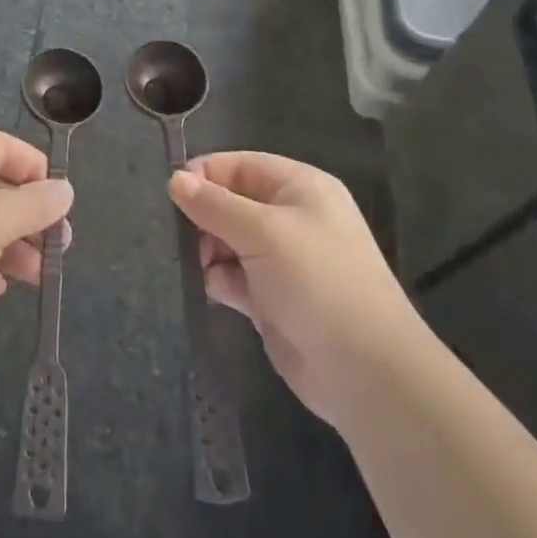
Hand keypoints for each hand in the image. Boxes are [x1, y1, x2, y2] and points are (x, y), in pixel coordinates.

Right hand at [168, 152, 417, 428]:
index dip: (205, 175)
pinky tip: (212, 290)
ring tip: (195, 264)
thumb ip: (214, 204)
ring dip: (208, 250)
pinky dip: (220, 280)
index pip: (240, 165)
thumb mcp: (262, 231)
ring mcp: (283, 260)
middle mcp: (292, 217)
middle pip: (232, 202)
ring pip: (229, 240)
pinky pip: (235, 277)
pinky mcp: (273, 299)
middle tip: (180, 236)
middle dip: (204, 216)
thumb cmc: (317, 281)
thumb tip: (175, 179)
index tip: (171, 194)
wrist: (365, 372)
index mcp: (299, 187)